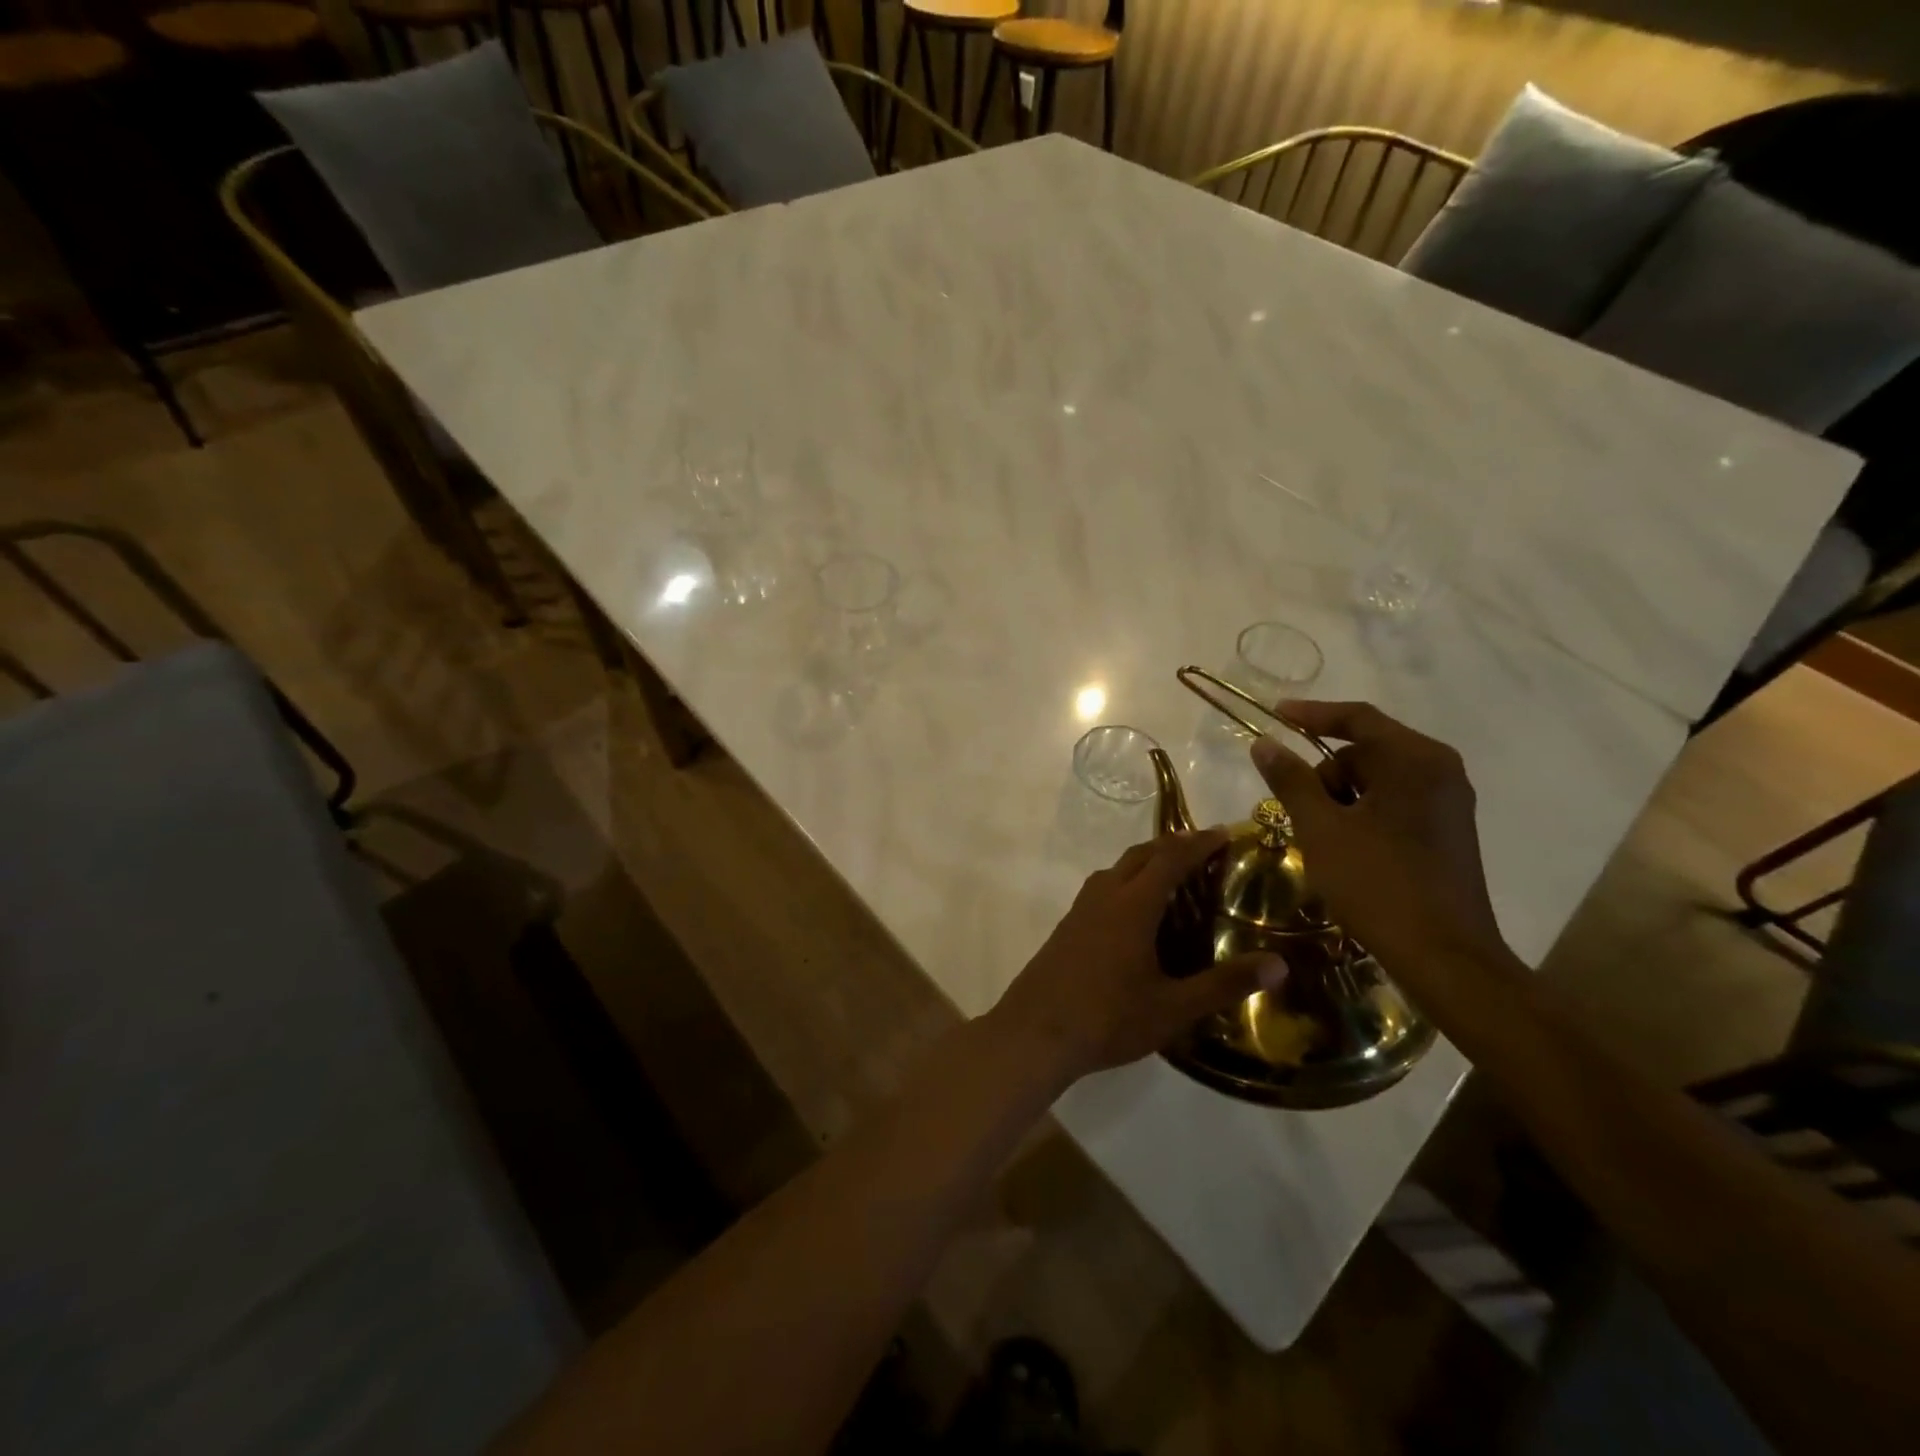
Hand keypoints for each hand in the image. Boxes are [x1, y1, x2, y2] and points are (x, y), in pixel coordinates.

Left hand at [987, 831, 1287, 1086]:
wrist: (1034, 1033)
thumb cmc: (1108, 1018)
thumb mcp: (1173, 1007)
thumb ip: (1224, 984)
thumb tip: (1279, 964)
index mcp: (1132, 905)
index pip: (1170, 859)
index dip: (1198, 843)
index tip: (1225, 832)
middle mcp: (1104, 896)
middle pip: (1140, 855)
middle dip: (1172, 845)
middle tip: (1203, 848)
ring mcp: (1080, 910)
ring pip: (1116, 870)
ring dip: (1145, 862)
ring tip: (1173, 876)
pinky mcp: (1067, 927)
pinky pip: (1102, 889)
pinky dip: (1126, 883)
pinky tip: (1135, 913)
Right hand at [1251, 701, 1511, 975]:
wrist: (1444, 955)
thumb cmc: (1376, 883)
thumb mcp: (1320, 828)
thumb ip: (1290, 780)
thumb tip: (1264, 744)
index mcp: (1414, 760)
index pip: (1357, 719)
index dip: (1311, 714)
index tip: (1275, 715)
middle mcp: (1440, 771)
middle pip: (1367, 750)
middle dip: (1326, 771)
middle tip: (1297, 807)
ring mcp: (1449, 802)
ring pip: (1379, 779)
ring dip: (1342, 795)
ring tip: (1321, 835)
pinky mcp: (1449, 831)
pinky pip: (1396, 801)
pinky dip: (1364, 811)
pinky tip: (1347, 846)